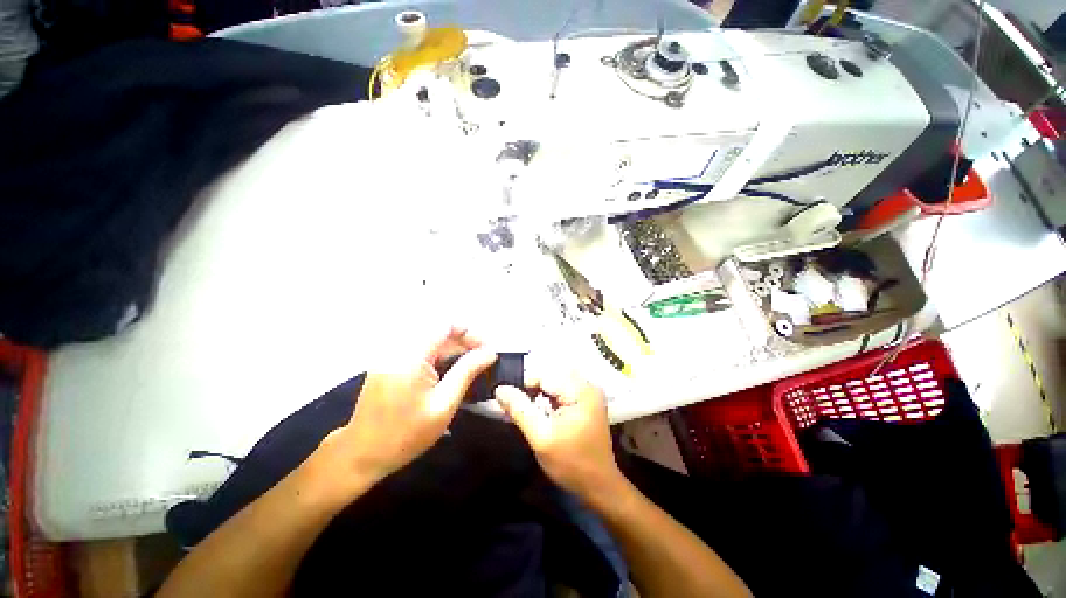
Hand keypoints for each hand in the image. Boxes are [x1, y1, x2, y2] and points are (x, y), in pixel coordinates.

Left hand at [318, 327, 496, 489]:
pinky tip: (449, 369)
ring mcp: (390, 354)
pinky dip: (438, 354)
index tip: (486, 350)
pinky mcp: (388, 363)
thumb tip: (489, 353)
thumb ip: (467, 372)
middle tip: (482, 359)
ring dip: (452, 347)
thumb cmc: (406, 434)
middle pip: (438, 330)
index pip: (445, 325)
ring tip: (470, 364)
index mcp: (411, 356)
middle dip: (463, 340)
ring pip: (429, 339)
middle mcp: (398, 348)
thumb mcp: (444, 404)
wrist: (361, 455)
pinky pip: (419, 348)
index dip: (470, 332)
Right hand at [495, 370, 622, 501]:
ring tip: (527, 413)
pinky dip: (548, 400)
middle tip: (515, 409)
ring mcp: (588, 393)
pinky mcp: (586, 401)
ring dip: (538, 396)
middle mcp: (587, 385)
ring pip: (553, 384)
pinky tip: (540, 414)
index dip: (523, 386)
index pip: (544, 375)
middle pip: (549, 377)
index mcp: (581, 390)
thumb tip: (500, 389)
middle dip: (530, 391)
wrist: (599, 486)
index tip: (508, 402)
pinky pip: (561, 392)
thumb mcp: (541, 438)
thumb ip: (520, 410)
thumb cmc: (571, 464)